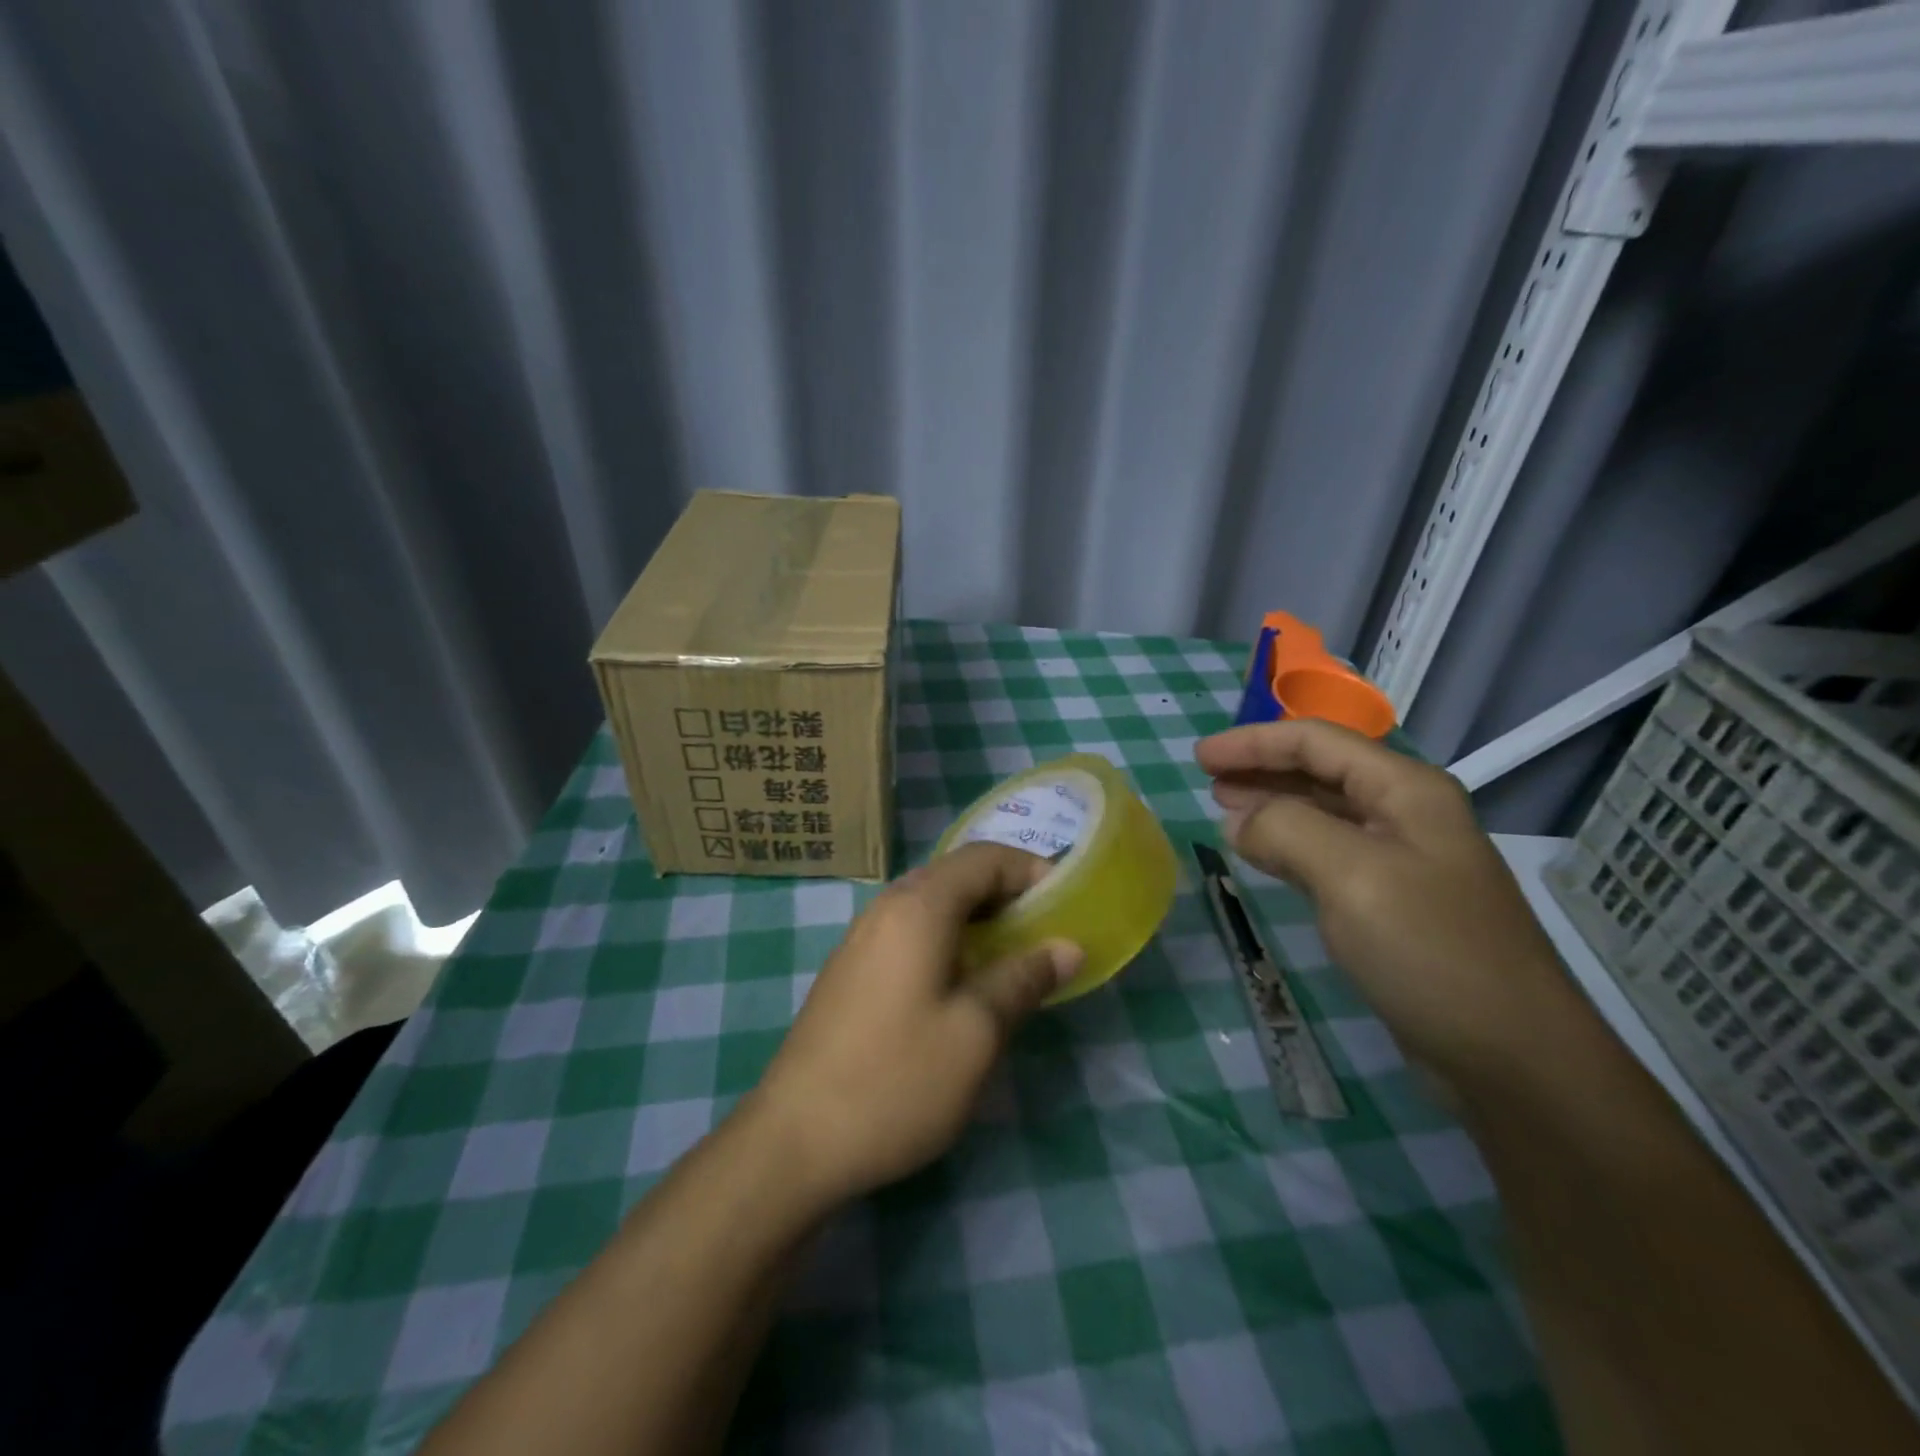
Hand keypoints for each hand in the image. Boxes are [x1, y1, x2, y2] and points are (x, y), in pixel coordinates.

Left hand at [750, 843, 1083, 1204]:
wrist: (794, 1141)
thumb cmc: (896, 1081)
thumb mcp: (976, 1033)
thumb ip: (1023, 979)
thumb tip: (1067, 947)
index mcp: (918, 908)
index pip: (984, 858)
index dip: (1030, 871)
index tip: (1066, 904)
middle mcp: (885, 908)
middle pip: (955, 875)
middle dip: (1006, 894)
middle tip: (1045, 932)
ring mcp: (861, 939)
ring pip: (930, 904)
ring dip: (976, 919)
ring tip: (1011, 958)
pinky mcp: (849, 970)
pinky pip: (908, 931)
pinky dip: (946, 939)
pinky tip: (961, 985)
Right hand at [1196, 719, 1575, 1086]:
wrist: (1512, 1056)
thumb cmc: (1430, 950)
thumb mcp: (1351, 876)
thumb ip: (1286, 830)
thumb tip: (1239, 822)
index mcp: (1406, 790)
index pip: (1316, 742)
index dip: (1253, 742)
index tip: (1199, 757)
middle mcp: (1407, 813)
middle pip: (1321, 769)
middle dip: (1260, 768)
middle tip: (1206, 780)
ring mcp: (1403, 858)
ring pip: (1323, 811)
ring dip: (1272, 804)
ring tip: (1224, 810)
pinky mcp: (1394, 901)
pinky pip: (1328, 852)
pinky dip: (1288, 844)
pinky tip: (1263, 854)